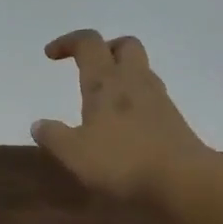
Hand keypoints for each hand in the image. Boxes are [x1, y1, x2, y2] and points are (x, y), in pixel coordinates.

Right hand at [32, 30, 209, 199]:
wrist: (184, 181)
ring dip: (121, 74)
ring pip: (140, 69)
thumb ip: (54, 136)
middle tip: (88, 67)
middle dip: (104, 49)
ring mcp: (158, 99)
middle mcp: (133, 81)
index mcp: (105, 82)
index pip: (88, 43)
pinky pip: (150, 96)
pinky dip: (135, 99)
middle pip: (124, 44)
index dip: (68, 42)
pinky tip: (123, 124)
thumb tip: (38, 125)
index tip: (51, 55)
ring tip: (103, 99)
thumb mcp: (74, 153)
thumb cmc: (122, 161)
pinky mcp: (173, 120)